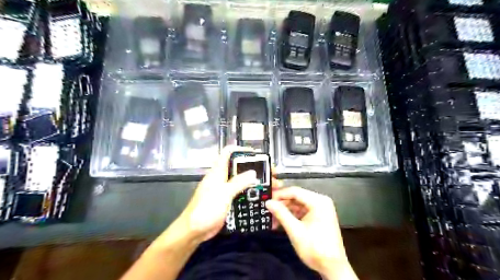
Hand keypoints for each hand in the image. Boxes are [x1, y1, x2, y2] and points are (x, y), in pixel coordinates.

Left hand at [179, 146, 282, 241]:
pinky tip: (261, 196)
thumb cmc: (206, 208)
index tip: (256, 154)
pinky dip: (250, 192)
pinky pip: (240, 193)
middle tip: (270, 173)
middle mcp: (221, 178)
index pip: (228, 152)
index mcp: (218, 171)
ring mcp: (224, 189)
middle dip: (254, 168)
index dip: (241, 150)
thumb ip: (238, 182)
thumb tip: (253, 172)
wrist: (194, 230)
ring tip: (270, 185)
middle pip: (239, 167)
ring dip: (254, 182)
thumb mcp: (223, 194)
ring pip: (241, 181)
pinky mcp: (227, 200)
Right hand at [265, 187, 355, 277]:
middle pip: (296, 197)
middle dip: (281, 205)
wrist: (333, 268)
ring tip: (272, 219)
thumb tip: (268, 202)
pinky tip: (281, 222)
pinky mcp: (318, 217)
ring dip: (285, 211)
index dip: (279, 194)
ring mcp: (320, 209)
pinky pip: (302, 211)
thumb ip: (281, 214)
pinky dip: (292, 216)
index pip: (295, 191)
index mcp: (318, 201)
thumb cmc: (315, 248)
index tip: (267, 200)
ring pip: (298, 205)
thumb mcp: (295, 230)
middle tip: (268, 211)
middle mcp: (321, 201)